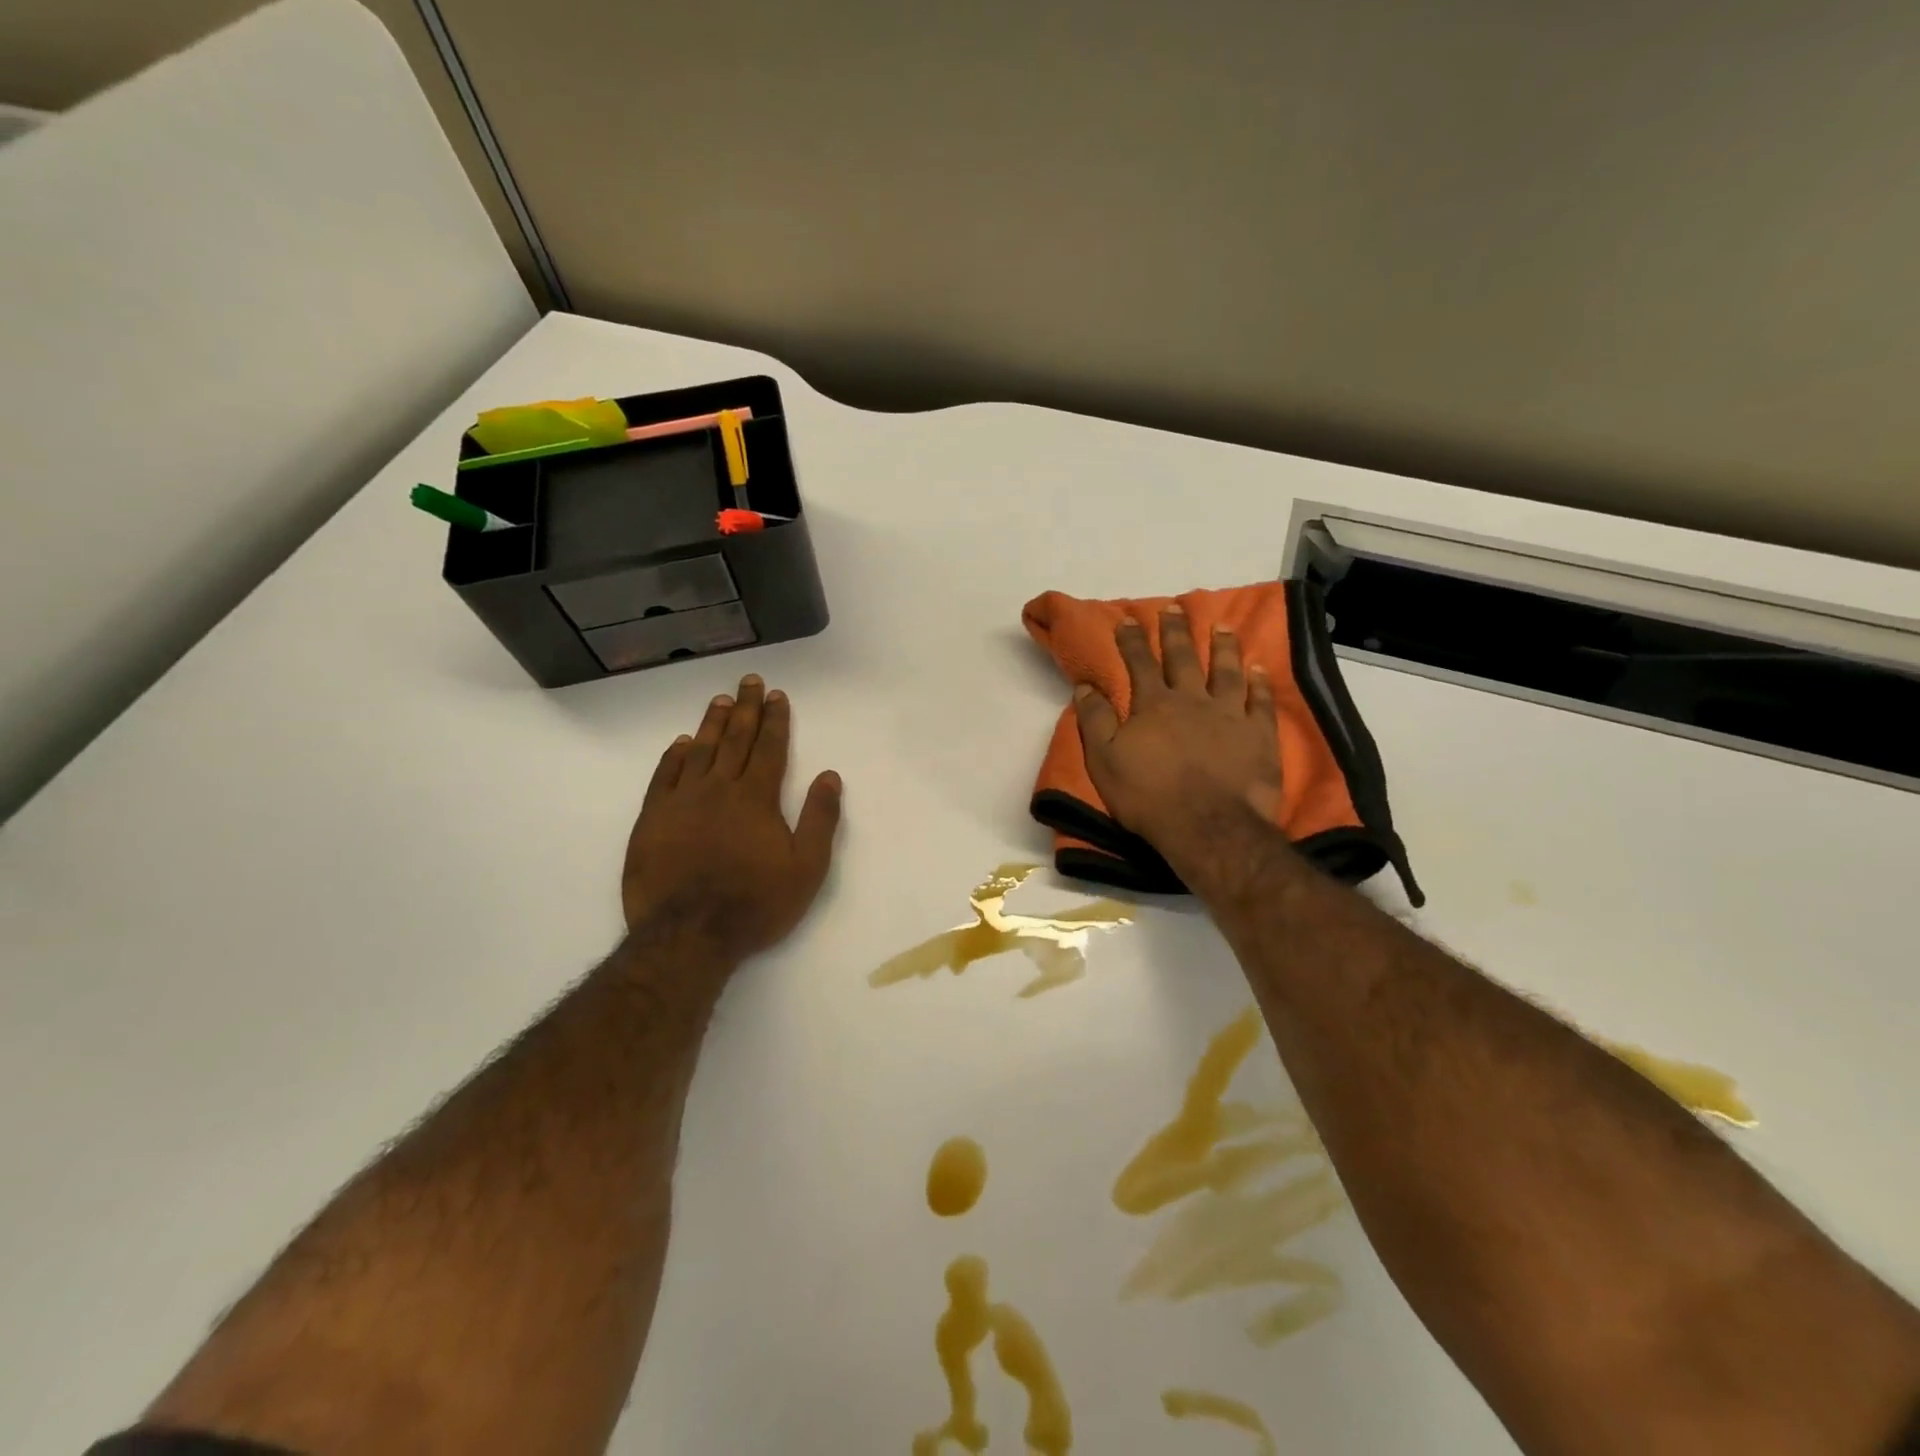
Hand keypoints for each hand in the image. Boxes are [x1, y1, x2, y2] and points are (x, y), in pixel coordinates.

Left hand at [622, 675, 842, 961]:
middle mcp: (719, 789)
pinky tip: (682, 743)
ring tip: (721, 700)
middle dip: (746, 709)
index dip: (775, 720)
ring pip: (700, 751)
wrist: (689, 935)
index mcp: (756, 798)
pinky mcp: (652, 819)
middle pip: (735, 740)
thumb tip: (830, 776)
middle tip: (750, 681)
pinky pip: (664, 776)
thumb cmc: (755, 904)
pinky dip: (674, 756)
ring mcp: (681, 802)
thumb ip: (820, 819)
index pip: (769, 749)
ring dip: (712, 724)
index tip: (777, 696)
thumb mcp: (806, 868)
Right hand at [1073, 605, 1280, 856]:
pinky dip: (1260, 683)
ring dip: (1223, 647)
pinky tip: (1260, 668)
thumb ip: (1095, 720)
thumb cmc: (1148, 796)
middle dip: (1175, 631)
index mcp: (1153, 705)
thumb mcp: (1105, 760)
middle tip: (1175, 606)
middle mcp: (1192, 699)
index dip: (1132, 640)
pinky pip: (1260, 701)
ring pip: (1226, 671)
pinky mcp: (1259, 735)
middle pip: (1182, 658)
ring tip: (1223, 626)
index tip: (1128, 618)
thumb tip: (1084, 686)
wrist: (1207, 826)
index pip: (1138, 663)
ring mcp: (1230, 714)